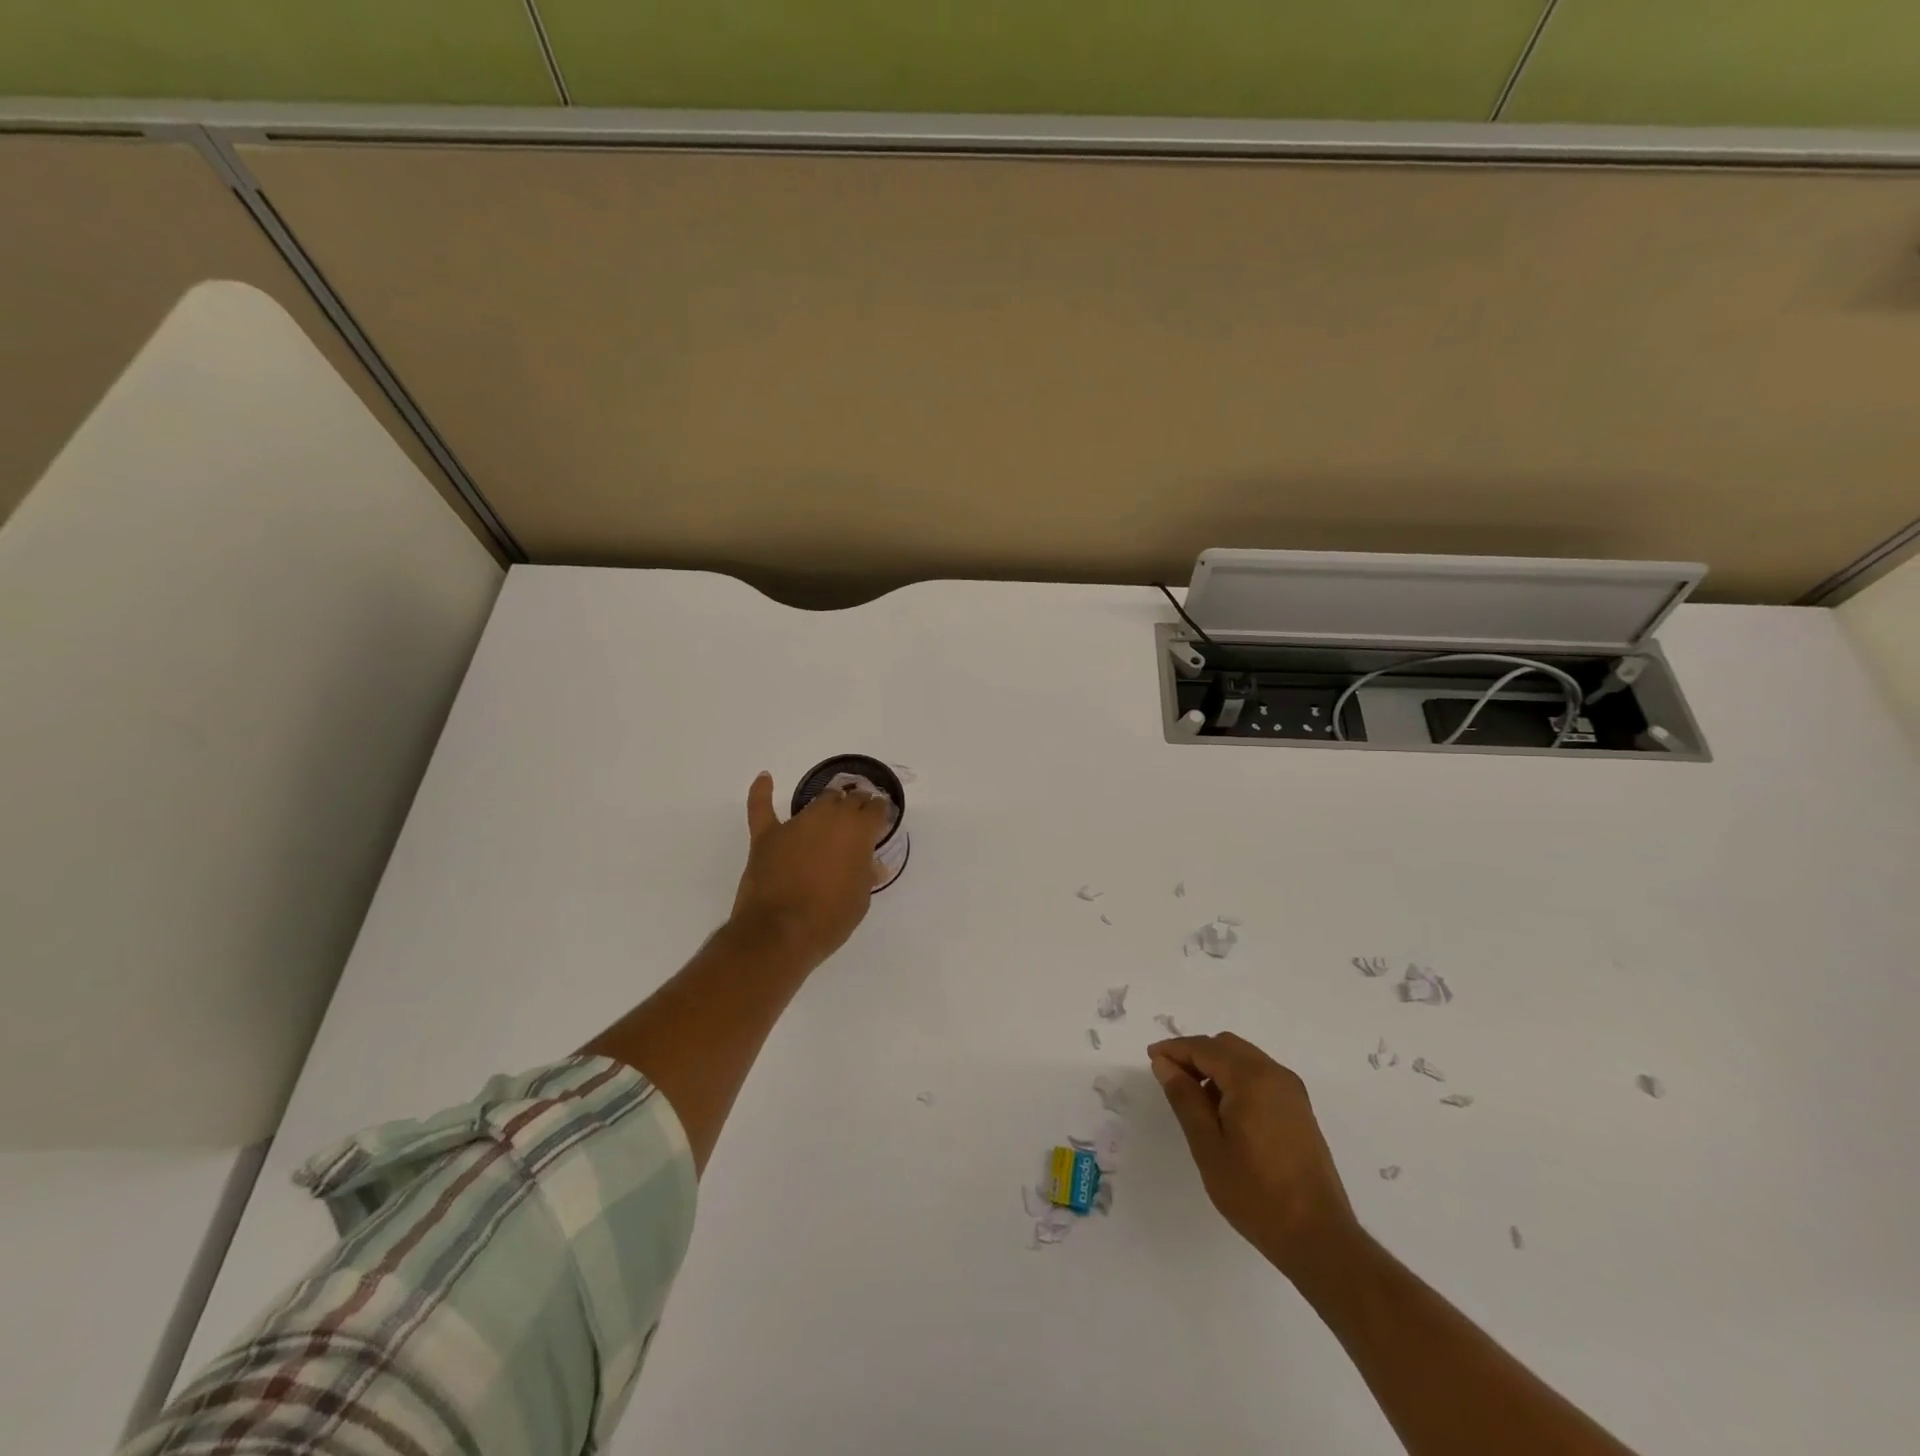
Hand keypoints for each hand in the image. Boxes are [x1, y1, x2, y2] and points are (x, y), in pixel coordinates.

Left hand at [729, 771, 889, 967]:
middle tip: (859, 818)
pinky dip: (762, 792)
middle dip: (857, 806)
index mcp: (858, 832)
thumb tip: (872, 866)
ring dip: (828, 805)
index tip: (881, 820)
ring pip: (817, 801)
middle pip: (848, 800)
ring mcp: (796, 825)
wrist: (779, 933)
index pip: (876, 809)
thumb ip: (865, 875)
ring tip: (832, 810)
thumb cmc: (829, 919)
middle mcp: (829, 818)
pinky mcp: (767, 836)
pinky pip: (762, 807)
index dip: (880, 813)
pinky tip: (765, 778)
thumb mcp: (860, 900)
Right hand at [1149, 1033, 1357, 1280]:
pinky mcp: (1299, 1109)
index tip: (1151, 1059)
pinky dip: (1236, 1080)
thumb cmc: (1256, 1193)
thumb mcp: (1208, 1146)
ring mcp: (1292, 1091)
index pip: (1204, 1048)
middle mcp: (1275, 1074)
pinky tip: (1225, 1112)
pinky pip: (1260, 1076)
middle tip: (1171, 1079)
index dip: (1174, 1049)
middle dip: (1195, 1055)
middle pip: (1226, 1046)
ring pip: (1244, 1059)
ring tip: (1195, 1100)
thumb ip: (1184, 1098)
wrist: (1319, 1237)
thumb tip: (1164, 1063)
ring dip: (1216, 1067)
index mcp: (1252, 1078)